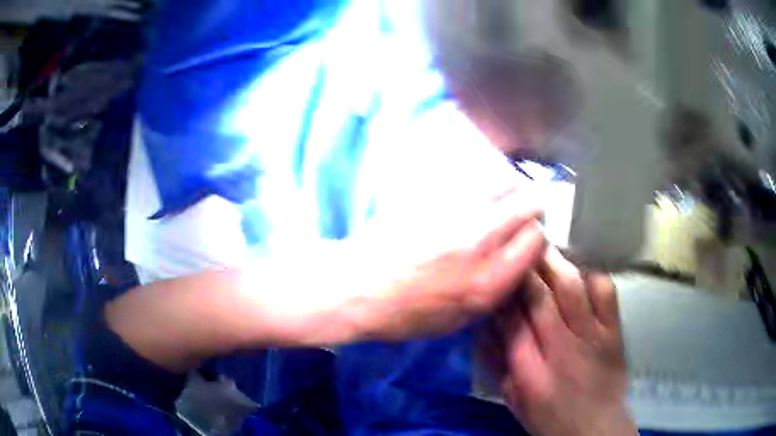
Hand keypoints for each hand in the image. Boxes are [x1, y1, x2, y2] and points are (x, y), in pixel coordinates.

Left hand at [342, 190, 545, 341]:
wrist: (357, 288)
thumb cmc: (405, 315)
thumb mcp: (458, 321)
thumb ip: (494, 292)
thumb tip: (515, 266)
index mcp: (488, 281)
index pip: (536, 239)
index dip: (537, 236)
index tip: (528, 237)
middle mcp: (479, 241)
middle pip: (528, 202)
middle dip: (532, 204)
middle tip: (523, 209)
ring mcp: (455, 213)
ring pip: (502, 180)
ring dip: (509, 186)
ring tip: (502, 194)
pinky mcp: (433, 195)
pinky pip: (471, 175)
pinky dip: (481, 179)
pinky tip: (472, 190)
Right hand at [488, 249, 636, 435]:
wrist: (595, 427)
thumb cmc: (549, 417)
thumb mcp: (514, 399)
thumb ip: (498, 363)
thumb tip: (485, 327)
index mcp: (531, 371)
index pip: (510, 321)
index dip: (502, 293)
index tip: (496, 273)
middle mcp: (562, 347)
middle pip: (540, 297)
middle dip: (525, 269)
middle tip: (516, 247)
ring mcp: (593, 335)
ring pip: (572, 287)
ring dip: (554, 263)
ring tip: (543, 247)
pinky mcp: (615, 331)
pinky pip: (605, 292)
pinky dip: (591, 275)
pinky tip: (580, 271)